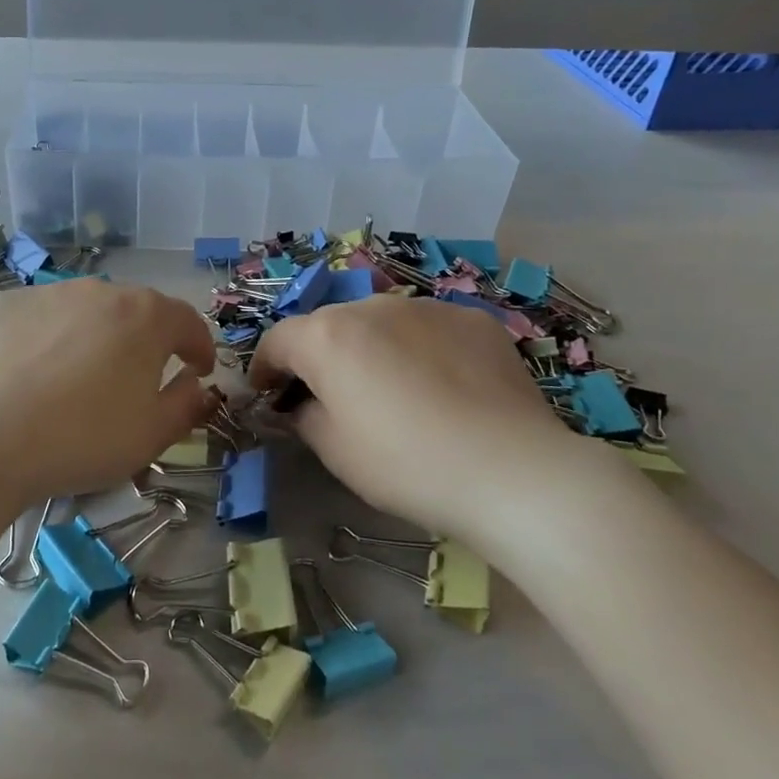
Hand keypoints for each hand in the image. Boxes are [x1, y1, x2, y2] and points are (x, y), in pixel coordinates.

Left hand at [0, 277, 216, 505]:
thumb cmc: (82, 439)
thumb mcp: (151, 437)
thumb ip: (186, 405)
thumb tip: (195, 385)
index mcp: (145, 316)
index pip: (187, 321)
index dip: (198, 346)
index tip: (197, 370)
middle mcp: (99, 290)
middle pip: (134, 311)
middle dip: (143, 340)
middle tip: (135, 378)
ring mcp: (46, 293)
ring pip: (82, 311)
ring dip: (90, 336)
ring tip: (74, 378)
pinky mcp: (1, 304)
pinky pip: (36, 318)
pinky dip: (42, 339)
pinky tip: (27, 375)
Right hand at [251, 295, 608, 548]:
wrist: (513, 471)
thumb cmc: (406, 464)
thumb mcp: (335, 452)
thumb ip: (304, 416)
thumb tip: (303, 404)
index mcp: (327, 336)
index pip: (277, 340)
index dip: (265, 368)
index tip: (269, 394)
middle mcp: (371, 307)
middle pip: (329, 326)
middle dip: (320, 357)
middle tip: (333, 398)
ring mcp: (426, 307)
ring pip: (380, 323)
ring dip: (372, 349)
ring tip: (395, 392)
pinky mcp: (472, 319)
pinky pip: (428, 329)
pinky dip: (421, 350)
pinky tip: (443, 388)